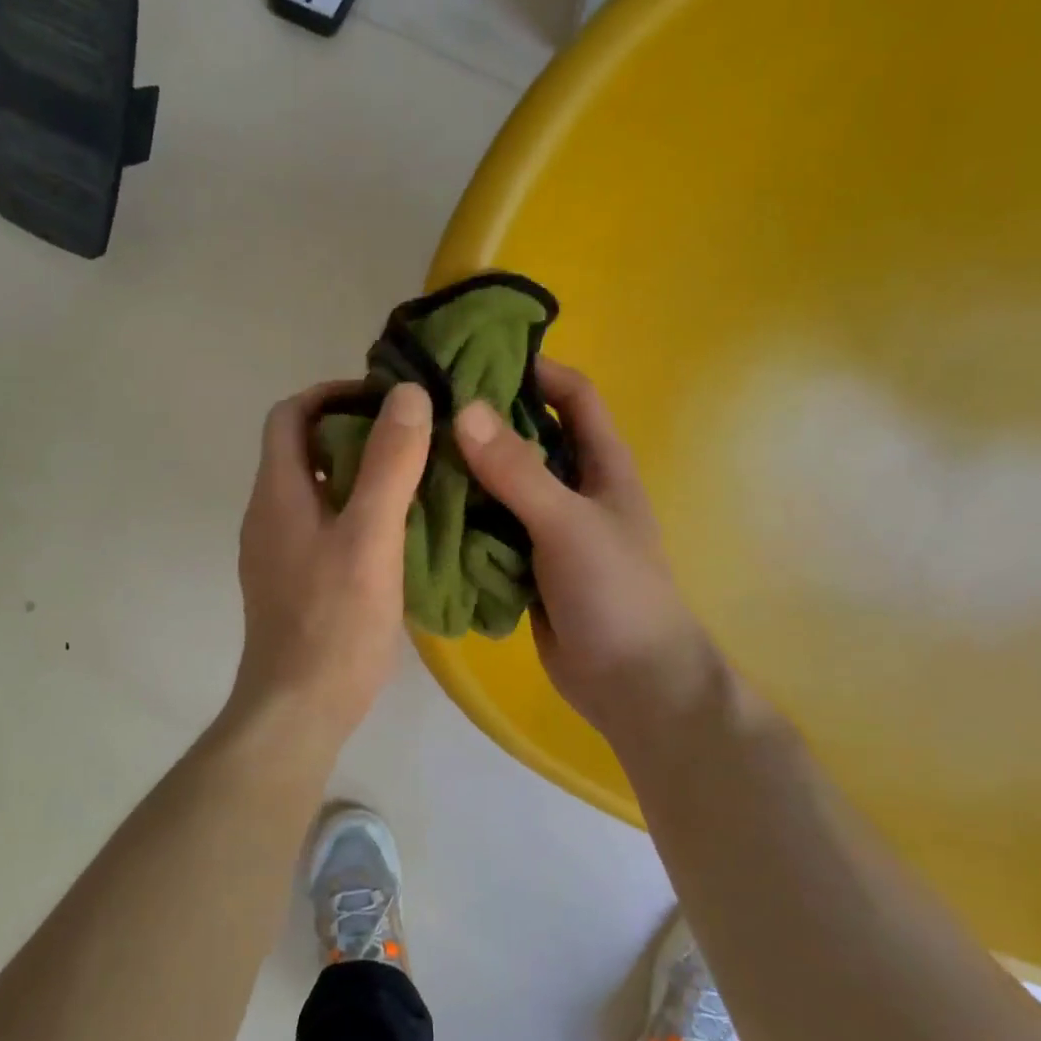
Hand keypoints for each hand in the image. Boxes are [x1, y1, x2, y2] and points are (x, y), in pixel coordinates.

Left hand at [230, 380, 432, 746]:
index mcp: (278, 493)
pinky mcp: (291, 581)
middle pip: (301, 449)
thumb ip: (389, 465)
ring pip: (314, 490)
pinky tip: (393, 531)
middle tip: (410, 436)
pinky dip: (353, 511)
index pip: (290, 415)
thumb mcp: (370, 537)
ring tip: (411, 477)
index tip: (384, 399)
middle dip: (351, 431)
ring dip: (356, 473)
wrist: (298, 708)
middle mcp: (267, 514)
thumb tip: (407, 395)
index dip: (332, 394)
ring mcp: (276, 551)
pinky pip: (320, 525)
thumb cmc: (334, 621)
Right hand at [453, 360, 723, 741]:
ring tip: (410, 453)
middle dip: (484, 420)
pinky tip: (419, 510)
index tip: (480, 356)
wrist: (630, 684)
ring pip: (500, 486)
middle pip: (527, 438)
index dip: (537, 370)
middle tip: (425, 406)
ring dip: (464, 472)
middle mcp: (574, 489)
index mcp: (602, 466)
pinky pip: (487, 529)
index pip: (575, 397)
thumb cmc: (615, 593)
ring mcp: (547, 530)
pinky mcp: (524, 565)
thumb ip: (518, 472)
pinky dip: (460, 518)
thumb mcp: (568, 524)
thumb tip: (463, 410)